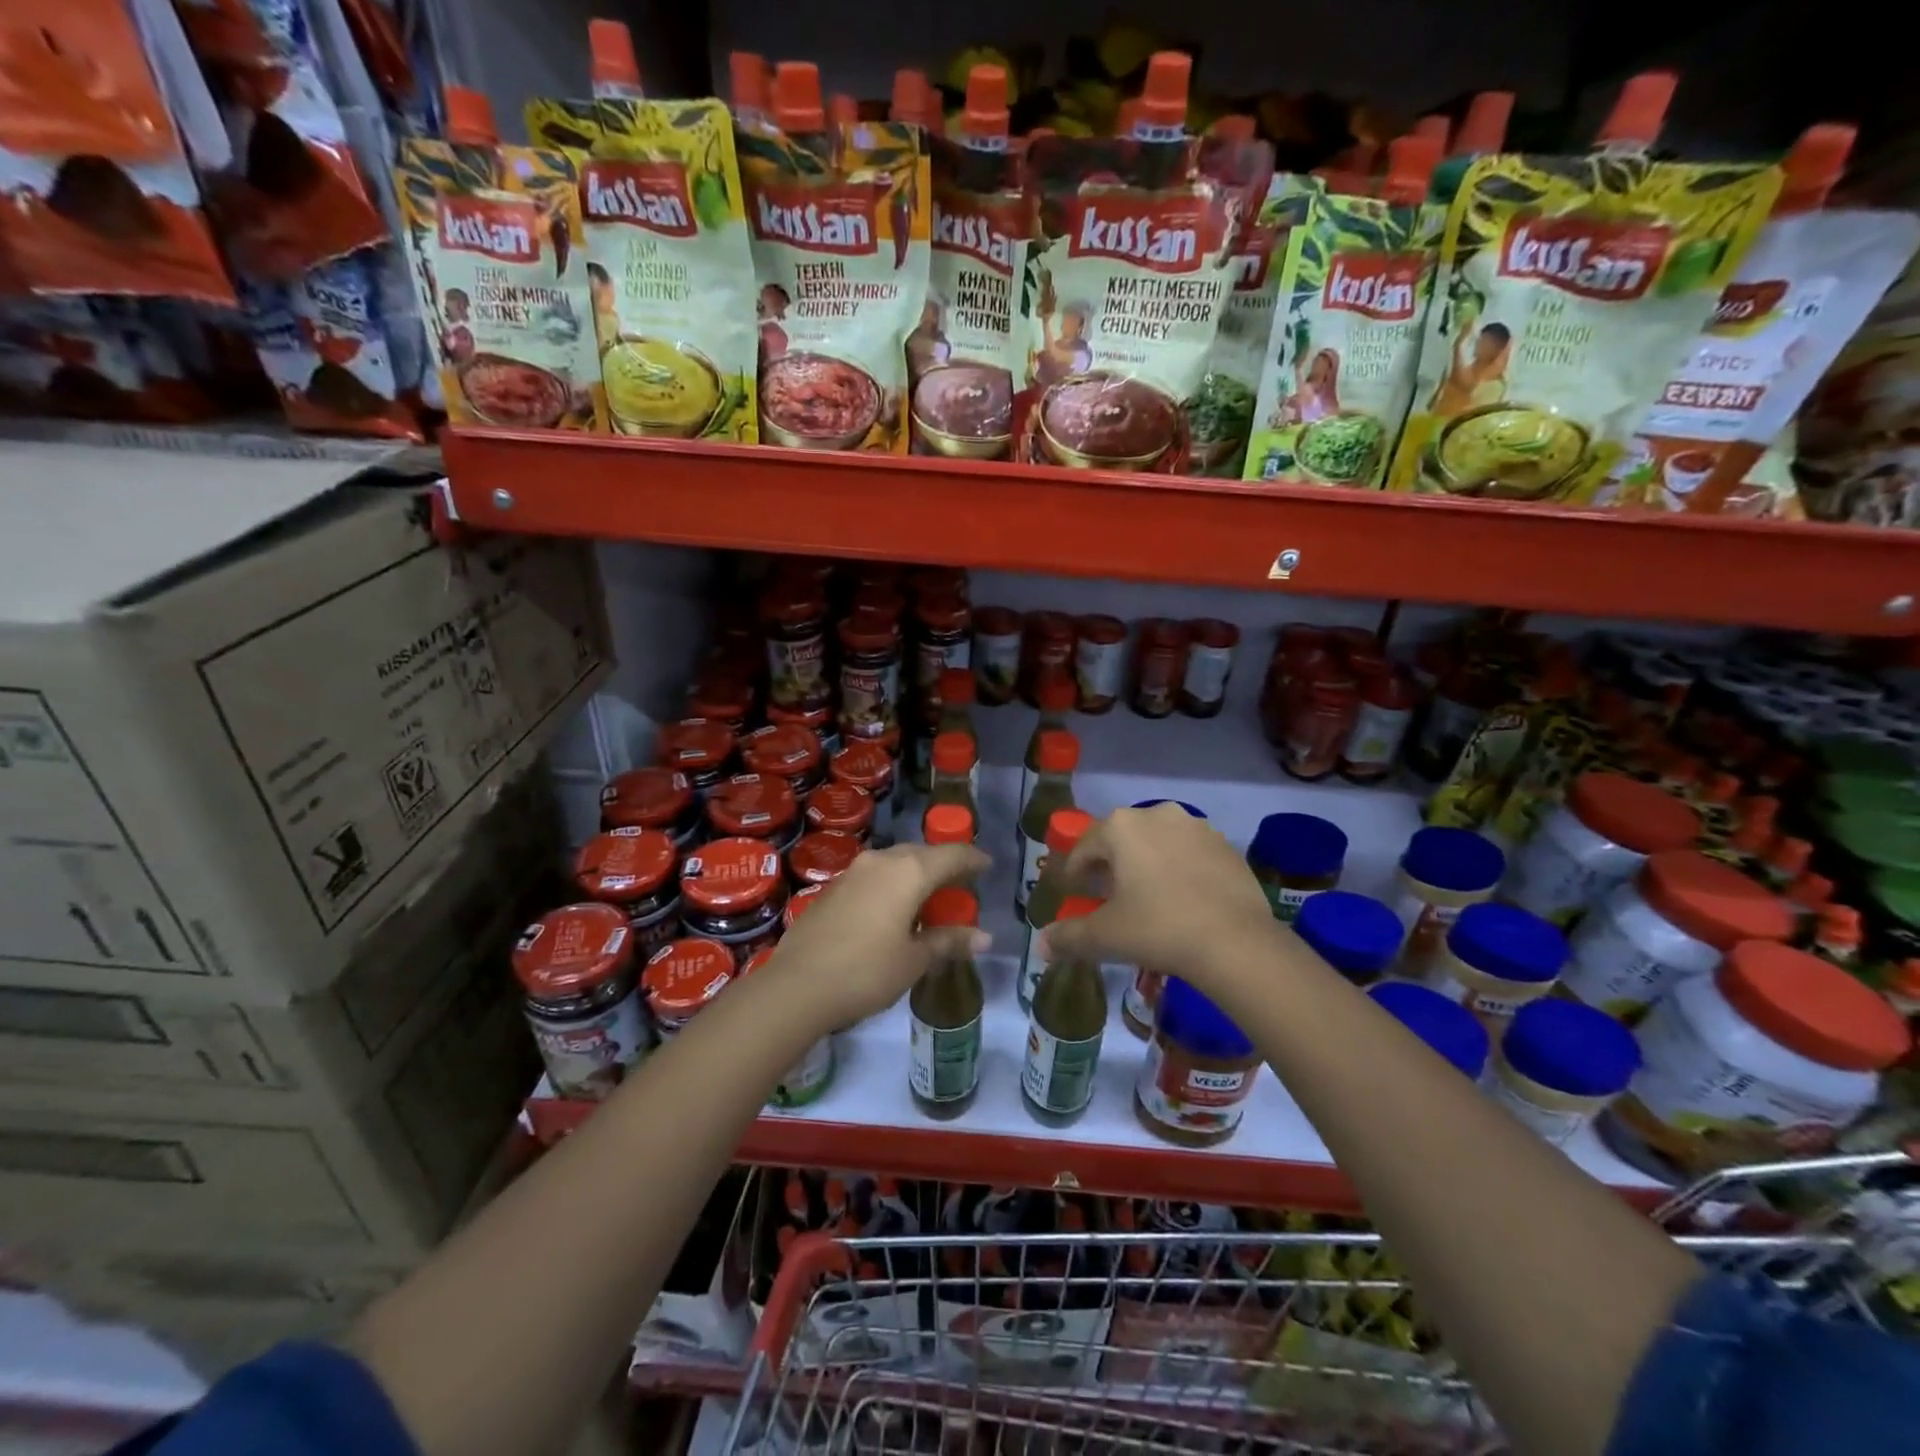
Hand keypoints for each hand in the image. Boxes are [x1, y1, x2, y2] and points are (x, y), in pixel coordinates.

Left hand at [764, 842, 989, 1031]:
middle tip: (959, 884)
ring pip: (894, 863)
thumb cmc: (866, 972)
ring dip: (914, 874)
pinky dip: (892, 885)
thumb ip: (948, 942)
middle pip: (921, 854)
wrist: (796, 986)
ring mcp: (852, 872)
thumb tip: (984, 937)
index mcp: (908, 872)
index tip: (988, 865)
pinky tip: (893, 910)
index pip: (951, 855)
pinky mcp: (832, 888)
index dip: (973, 859)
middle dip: (942, 865)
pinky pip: (874, 877)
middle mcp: (881, 861)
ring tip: (927, 897)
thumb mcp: (914, 960)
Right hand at [1038, 803, 1281, 997]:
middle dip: (1110, 867)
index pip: (1084, 847)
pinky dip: (1178, 872)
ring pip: (1158, 844)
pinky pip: (1190, 855)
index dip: (1073, 873)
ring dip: (1146, 866)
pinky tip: (1182, 902)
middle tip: (1106, 898)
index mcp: (1121, 827)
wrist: (1236, 943)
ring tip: (1146, 900)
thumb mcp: (1105, 936)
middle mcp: (1157, 814)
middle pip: (1121, 841)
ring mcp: (1197, 827)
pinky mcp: (1227, 846)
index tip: (1072, 896)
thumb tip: (1043, 945)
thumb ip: (1068, 937)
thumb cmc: (1158, 928)